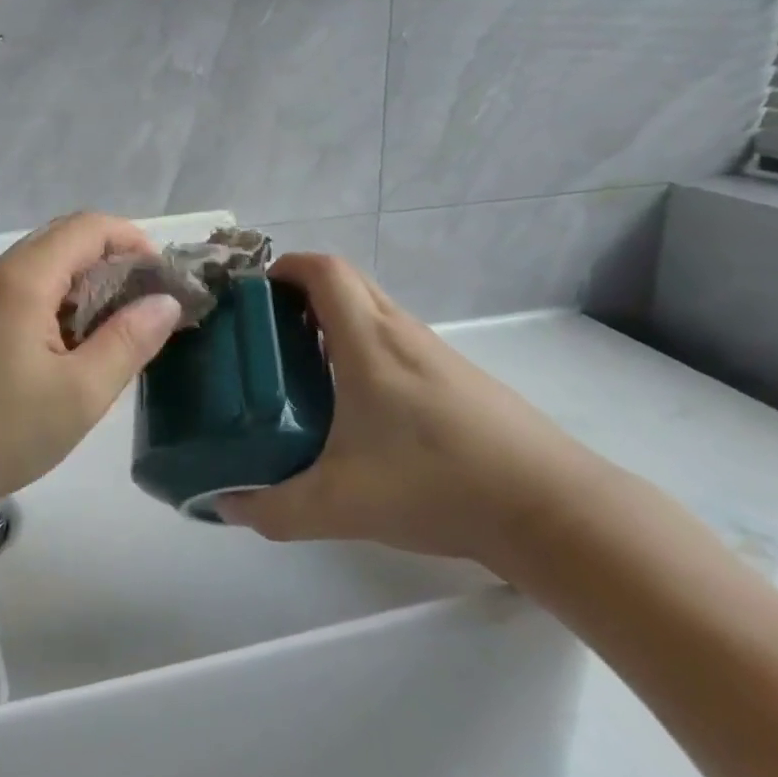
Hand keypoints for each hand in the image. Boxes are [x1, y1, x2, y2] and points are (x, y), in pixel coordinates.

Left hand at [0, 213, 182, 532]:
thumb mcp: (80, 393)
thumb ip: (129, 341)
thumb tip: (164, 302)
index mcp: (23, 279)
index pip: (88, 227)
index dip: (133, 240)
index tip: (164, 279)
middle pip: (64, 242)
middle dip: (113, 263)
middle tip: (147, 306)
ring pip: (43, 271)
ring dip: (85, 288)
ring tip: (118, 331)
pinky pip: (22, 297)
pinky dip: (58, 308)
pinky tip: (71, 351)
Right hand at [216, 253, 606, 568]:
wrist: (550, 509)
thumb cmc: (436, 484)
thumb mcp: (339, 505)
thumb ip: (273, 509)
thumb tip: (227, 506)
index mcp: (368, 341)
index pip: (324, 270)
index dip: (284, 267)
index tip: (254, 293)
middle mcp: (402, 333)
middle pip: (346, 283)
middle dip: (301, 294)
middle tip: (268, 333)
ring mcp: (436, 354)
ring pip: (374, 313)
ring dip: (334, 322)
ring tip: (302, 368)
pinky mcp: (459, 380)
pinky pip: (396, 342)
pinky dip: (364, 349)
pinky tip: (357, 406)